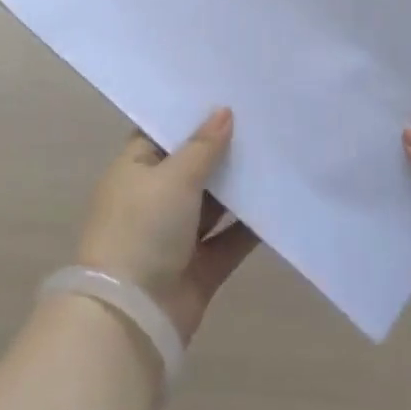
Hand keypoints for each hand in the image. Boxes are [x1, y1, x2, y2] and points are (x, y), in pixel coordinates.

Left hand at [76, 109, 259, 344]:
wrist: (130, 317)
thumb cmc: (143, 229)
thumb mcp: (173, 178)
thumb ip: (203, 147)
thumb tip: (224, 111)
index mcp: (135, 169)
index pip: (163, 131)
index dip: (191, 114)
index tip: (226, 92)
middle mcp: (154, 198)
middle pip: (193, 166)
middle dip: (223, 148)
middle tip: (262, 117)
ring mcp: (176, 235)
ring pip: (214, 203)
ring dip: (240, 186)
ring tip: (277, 152)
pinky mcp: (199, 267)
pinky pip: (229, 240)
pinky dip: (250, 226)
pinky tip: (279, 202)